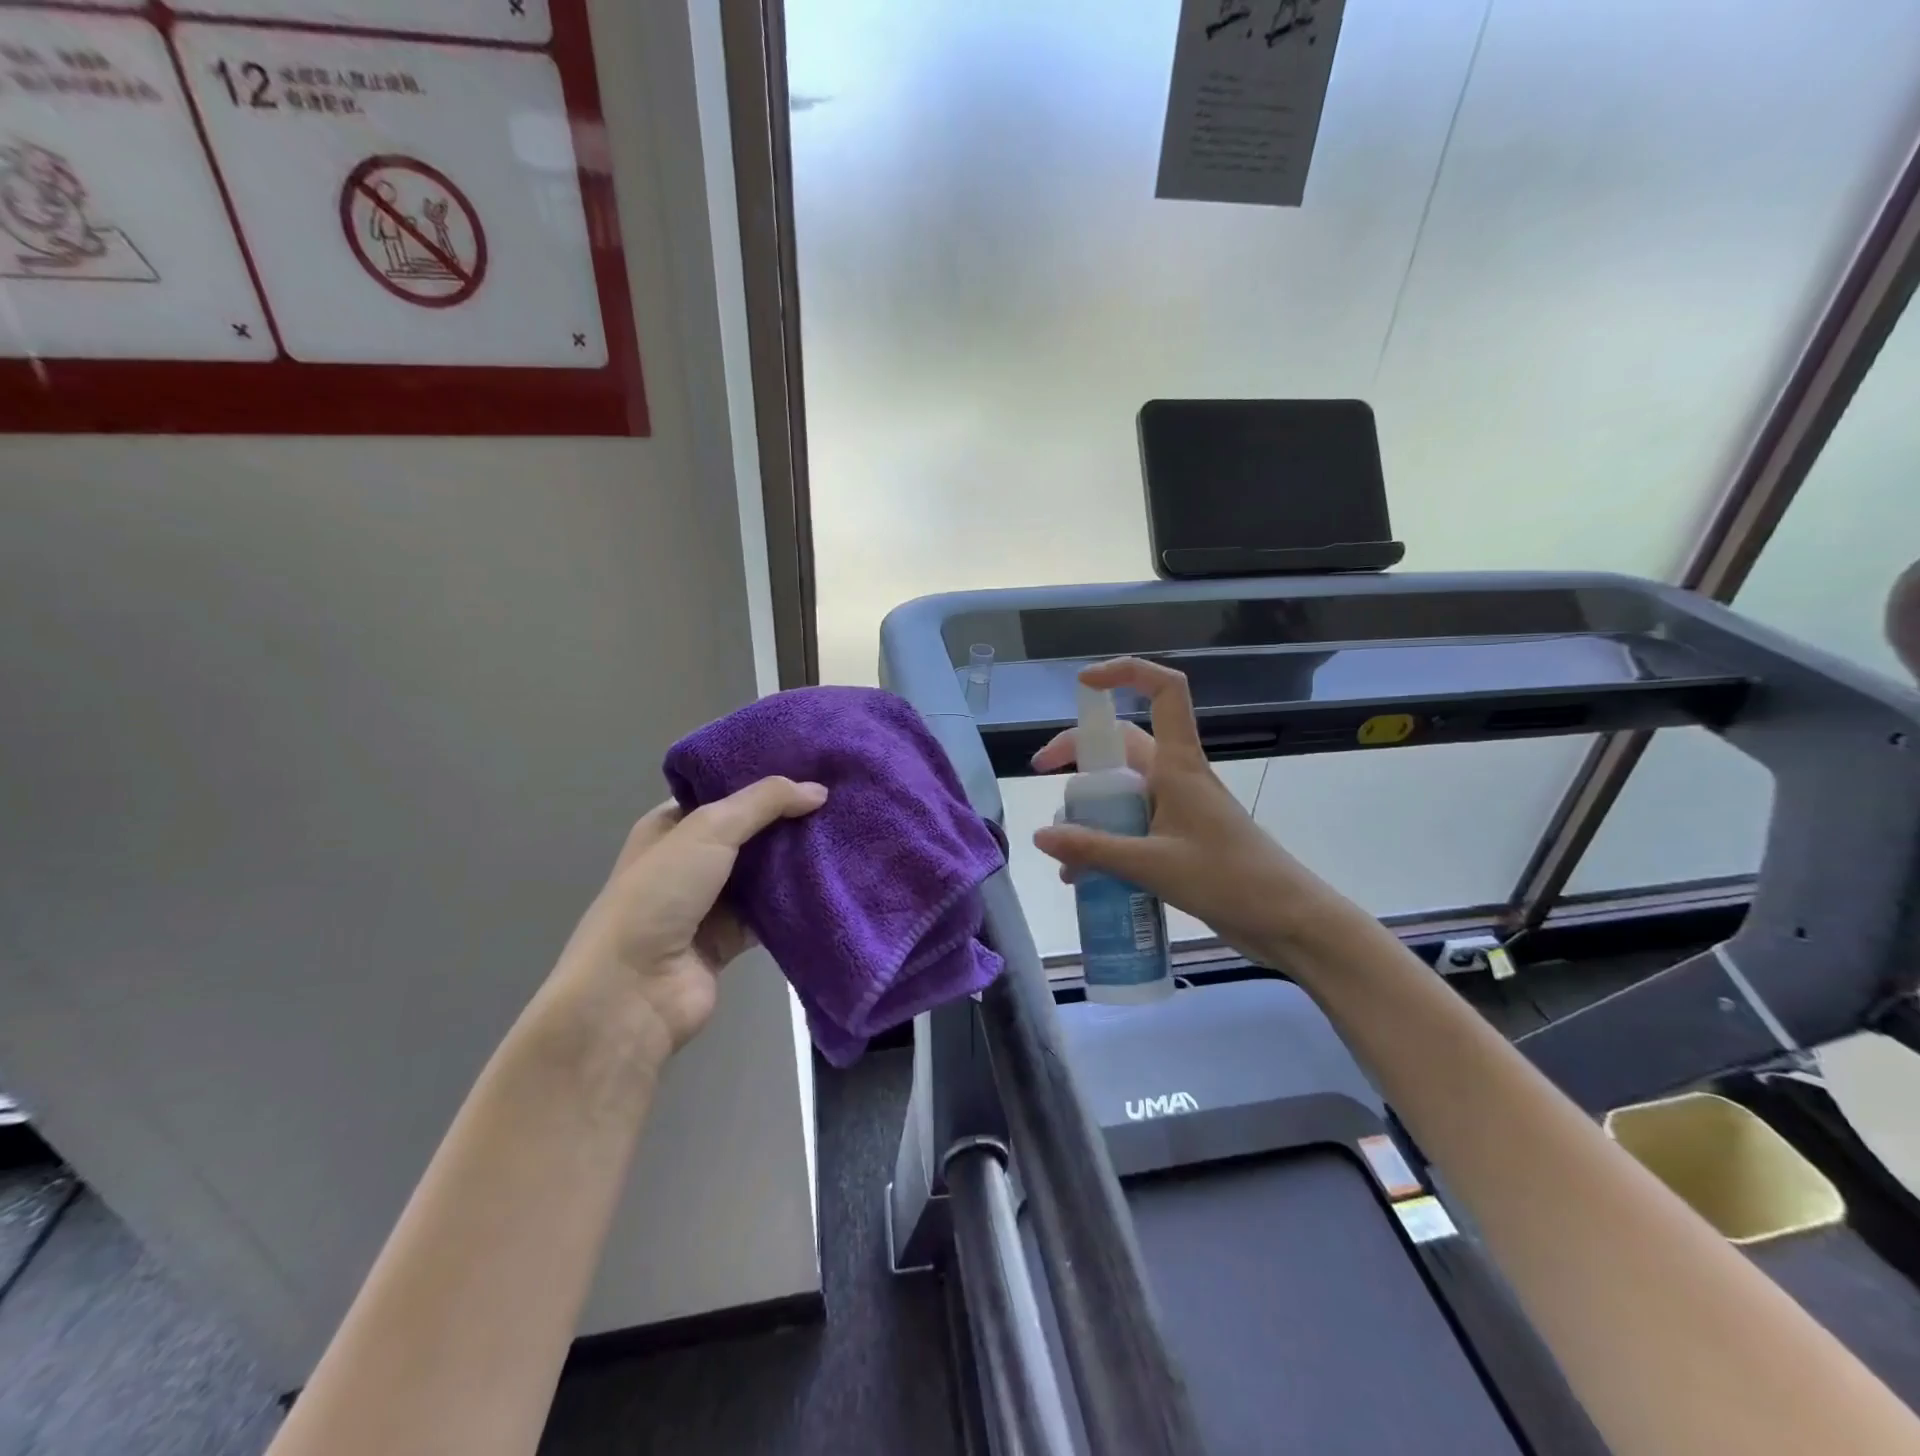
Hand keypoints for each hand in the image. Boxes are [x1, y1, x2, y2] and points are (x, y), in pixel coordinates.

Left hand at [555, 776, 827, 1062]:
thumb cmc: (659, 895)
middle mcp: (691, 860)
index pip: (723, 792)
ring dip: (797, 859)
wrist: (633, 991)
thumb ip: (764, 803)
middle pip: (750, 831)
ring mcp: (711, 902)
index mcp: (671, 826)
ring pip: (764, 871)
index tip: (811, 767)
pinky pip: (772, 912)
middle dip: (789, 818)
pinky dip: (797, 901)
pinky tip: (833, 881)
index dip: (763, 780)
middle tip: (838, 799)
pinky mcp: (732, 938)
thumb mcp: (708, 830)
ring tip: (845, 833)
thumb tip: (819, 790)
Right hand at [1030, 658, 1342, 961]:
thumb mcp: (1153, 865)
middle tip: (1045, 777)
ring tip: (1066, 854)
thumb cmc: (1230, 880)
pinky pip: (1132, 825)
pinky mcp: (1181, 838)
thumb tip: (1039, 835)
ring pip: (1123, 790)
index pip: (1163, 691)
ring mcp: (1179, 808)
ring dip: (1090, 811)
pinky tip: (1086, 878)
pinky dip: (1106, 841)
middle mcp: (1177, 777)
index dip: (1125, 673)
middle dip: (1081, 755)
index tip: (1083, 684)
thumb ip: (1093, 849)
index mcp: (1179, 765)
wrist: (1289, 922)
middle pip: (1123, 745)